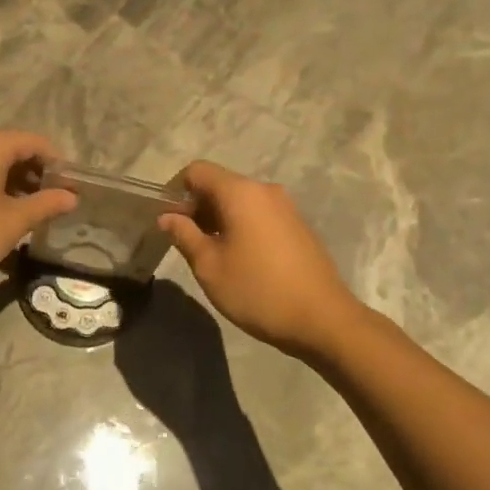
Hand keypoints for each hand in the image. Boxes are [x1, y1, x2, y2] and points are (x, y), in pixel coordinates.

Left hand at [0, 129, 76, 294]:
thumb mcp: (12, 223)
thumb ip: (45, 204)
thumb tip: (71, 197)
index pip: (35, 143)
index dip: (58, 164)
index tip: (72, 188)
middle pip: (10, 148)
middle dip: (34, 173)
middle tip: (53, 201)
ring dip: (12, 180)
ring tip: (28, 209)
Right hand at [159, 161, 363, 356]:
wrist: (322, 319)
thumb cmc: (257, 291)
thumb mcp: (209, 266)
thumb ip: (184, 235)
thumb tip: (167, 217)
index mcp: (241, 193)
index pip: (198, 171)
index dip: (176, 191)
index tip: (167, 221)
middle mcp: (265, 190)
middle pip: (220, 184)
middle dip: (196, 206)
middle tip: (184, 242)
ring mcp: (285, 207)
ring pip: (240, 201)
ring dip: (218, 219)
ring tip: (209, 254)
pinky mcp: (297, 226)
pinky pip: (258, 214)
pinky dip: (240, 226)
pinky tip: (238, 259)